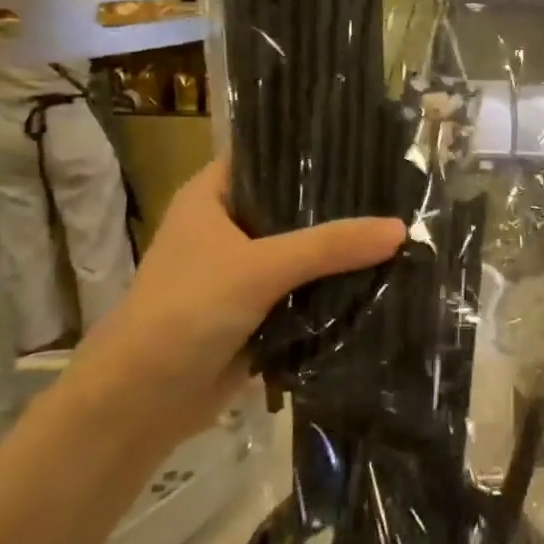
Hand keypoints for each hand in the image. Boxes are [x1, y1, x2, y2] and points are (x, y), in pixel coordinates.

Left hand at [62, 160, 405, 448]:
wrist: (143, 401)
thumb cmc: (187, 311)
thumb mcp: (260, 268)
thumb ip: (329, 247)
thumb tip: (400, 228)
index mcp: (212, 197)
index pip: (267, 155)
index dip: (310, 149)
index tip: (366, 143)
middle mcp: (227, 227)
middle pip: (291, 206)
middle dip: (338, 205)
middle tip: (397, 190)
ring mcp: (242, 272)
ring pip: (301, 252)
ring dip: (339, 251)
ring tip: (399, 229)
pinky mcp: (257, 312)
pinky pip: (303, 292)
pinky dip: (332, 290)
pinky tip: (379, 278)